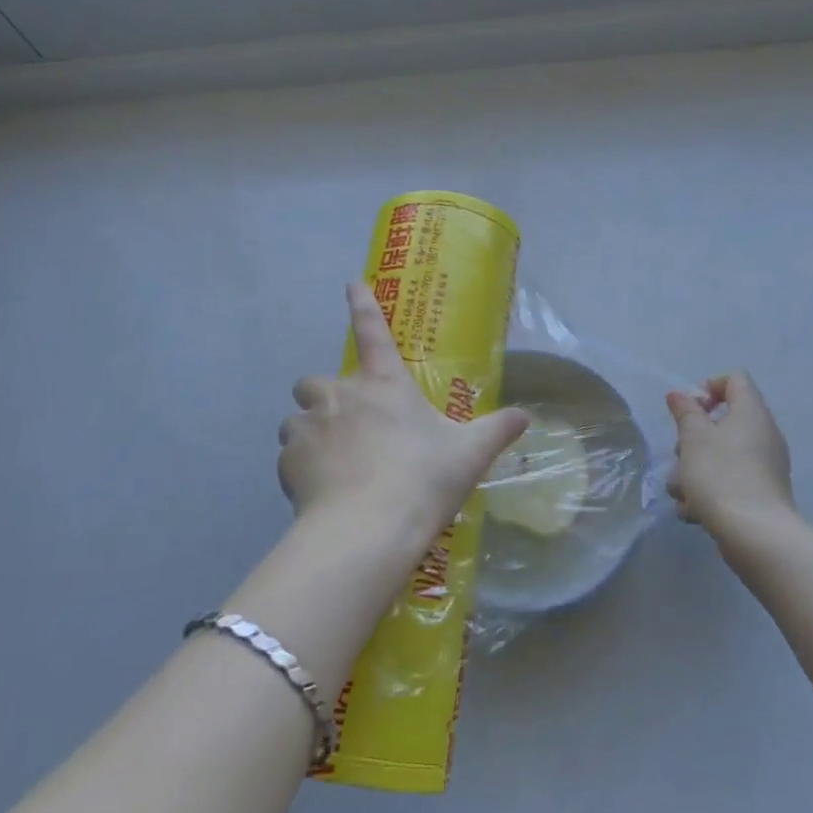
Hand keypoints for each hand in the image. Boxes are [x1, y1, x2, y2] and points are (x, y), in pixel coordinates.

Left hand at [278, 282, 529, 554]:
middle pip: (315, 380)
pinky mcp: (286, 461)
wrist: (367, 529)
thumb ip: (496, 430)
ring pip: (297, 419)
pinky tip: (320, 492)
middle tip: (347, 427)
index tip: (352, 282)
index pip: (373, 330)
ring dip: (310, 432)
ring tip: (332, 463)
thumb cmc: (422, 479)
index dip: (363, 303)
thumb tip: (526, 415)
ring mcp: (308, 425)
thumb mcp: (469, 455)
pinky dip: (300, 468)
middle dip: (324, 397)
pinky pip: (289, 456)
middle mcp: (340, 394)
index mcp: (384, 383)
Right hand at [665, 372, 796, 543]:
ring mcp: (765, 467)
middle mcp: (764, 435)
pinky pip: (730, 482)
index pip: (735, 380)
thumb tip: (680, 394)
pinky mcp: (761, 495)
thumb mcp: (693, 437)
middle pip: (724, 422)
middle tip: (680, 453)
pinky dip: (710, 492)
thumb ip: (685, 412)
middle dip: (694, 437)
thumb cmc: (720, 474)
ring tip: (680, 490)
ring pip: (722, 456)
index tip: (690, 410)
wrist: (755, 535)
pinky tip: (693, 511)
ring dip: (695, 469)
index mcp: (752, 413)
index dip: (709, 387)